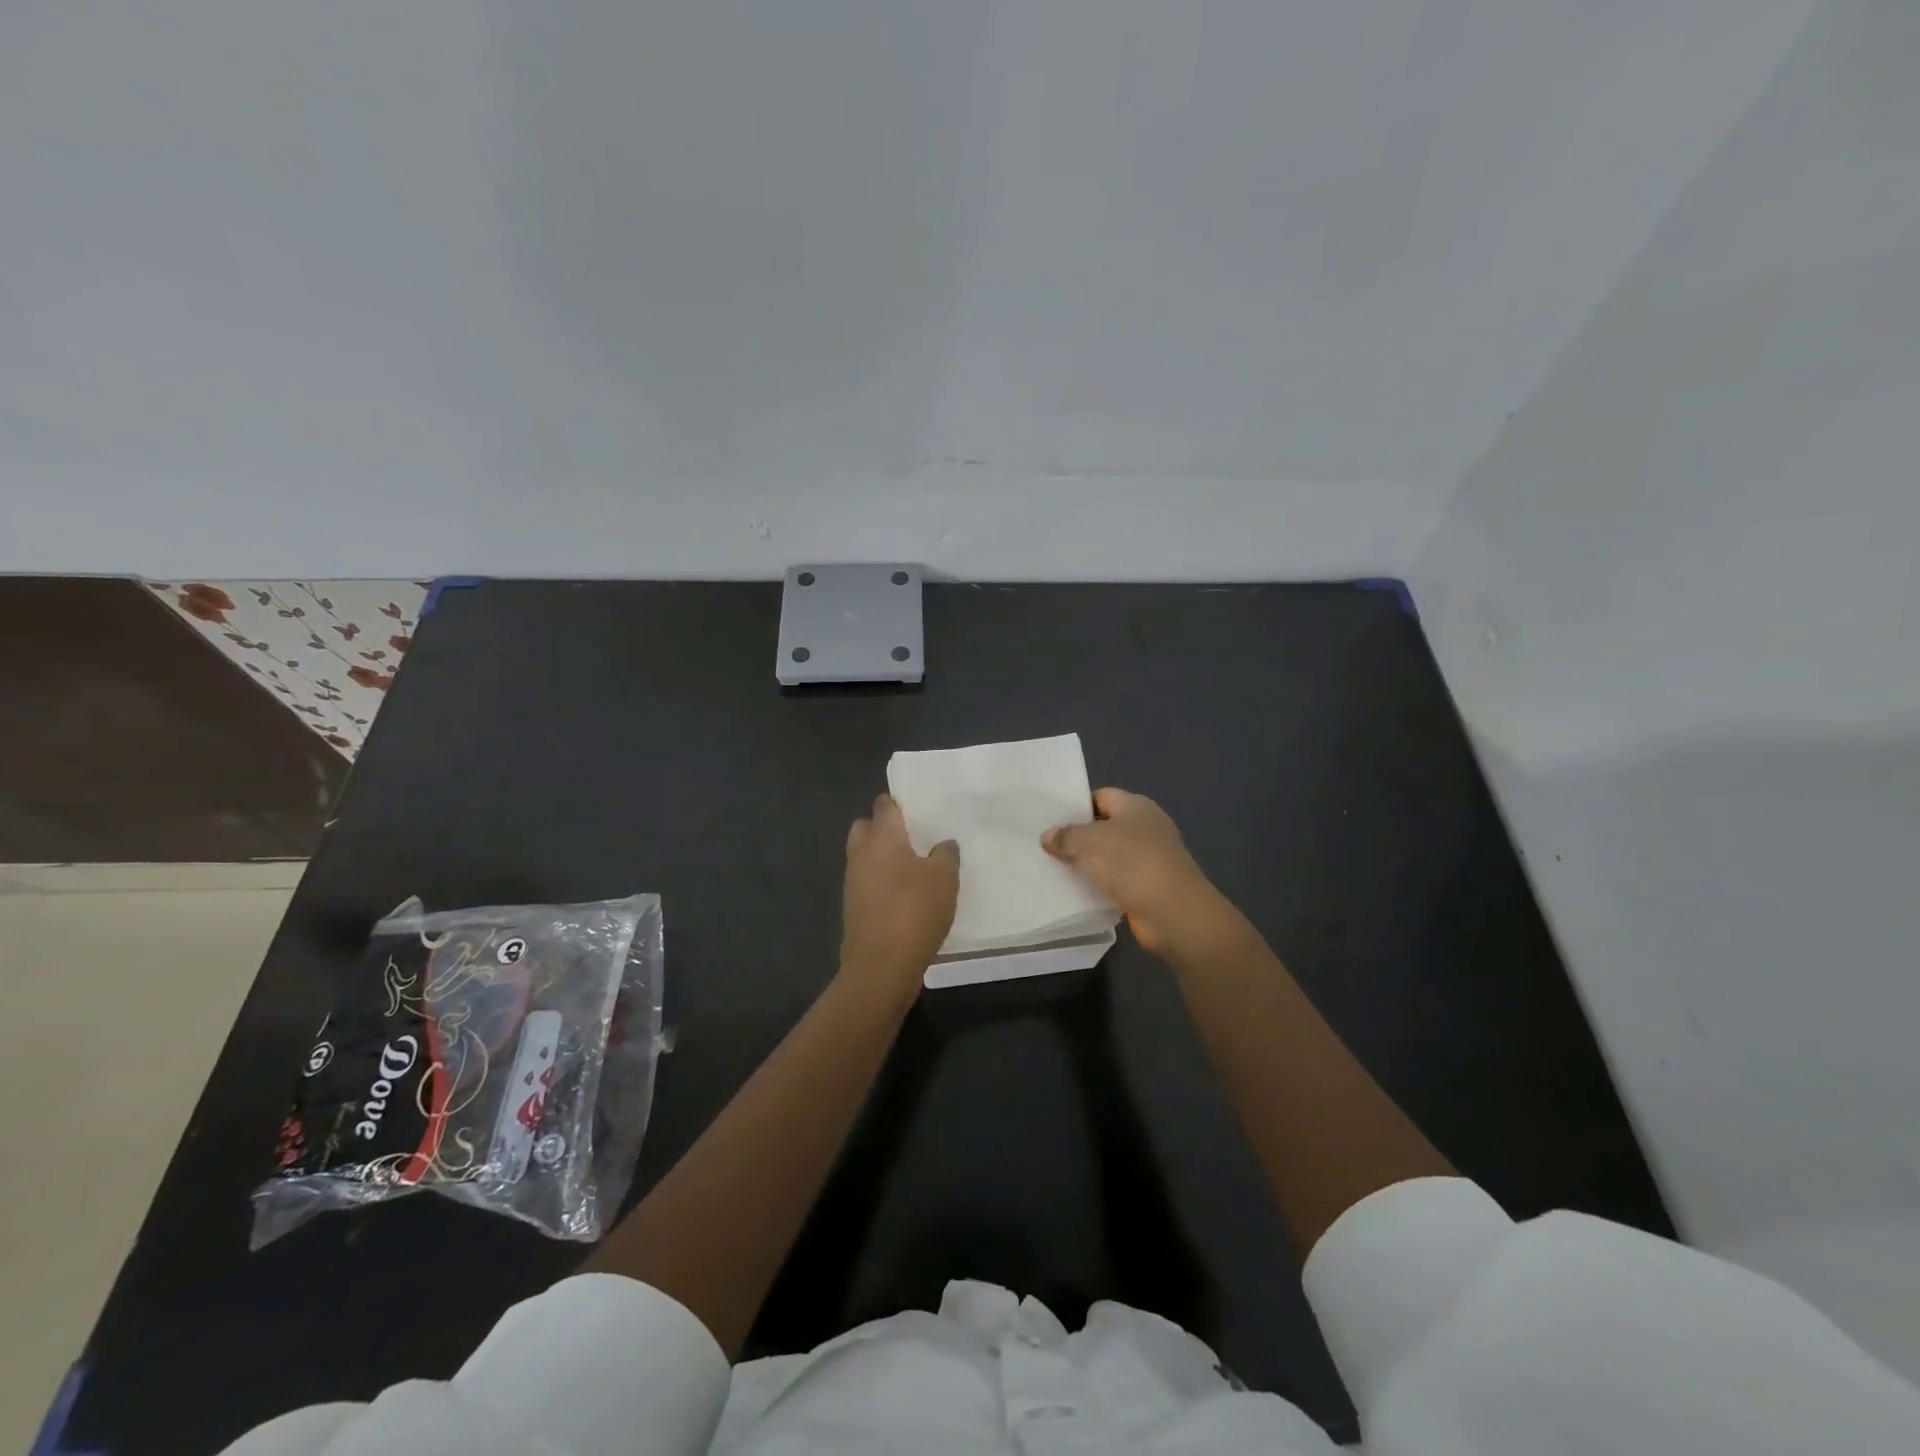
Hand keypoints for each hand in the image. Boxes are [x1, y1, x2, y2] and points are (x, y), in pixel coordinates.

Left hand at [841, 793, 958, 991]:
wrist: (881, 965)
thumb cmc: (914, 910)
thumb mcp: (944, 878)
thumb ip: (945, 854)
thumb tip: (942, 844)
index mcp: (882, 837)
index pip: (883, 805)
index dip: (898, 803)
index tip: (916, 808)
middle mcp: (861, 853)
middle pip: (866, 827)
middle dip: (883, 828)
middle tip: (913, 838)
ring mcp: (853, 881)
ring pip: (864, 856)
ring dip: (882, 858)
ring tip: (914, 868)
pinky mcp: (853, 907)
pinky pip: (867, 882)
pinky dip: (881, 882)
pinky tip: (904, 895)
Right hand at [1042, 788, 1230, 958]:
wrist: (1174, 914)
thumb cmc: (1134, 864)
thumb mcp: (1093, 842)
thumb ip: (1067, 836)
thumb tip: (1047, 836)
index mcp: (1136, 807)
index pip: (1101, 796)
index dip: (1076, 805)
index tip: (1049, 819)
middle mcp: (1144, 828)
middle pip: (1103, 826)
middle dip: (1077, 835)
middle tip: (1044, 844)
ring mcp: (1147, 858)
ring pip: (1107, 855)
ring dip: (1085, 862)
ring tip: (1051, 867)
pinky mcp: (1145, 886)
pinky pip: (1114, 879)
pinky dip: (1097, 884)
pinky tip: (1073, 890)